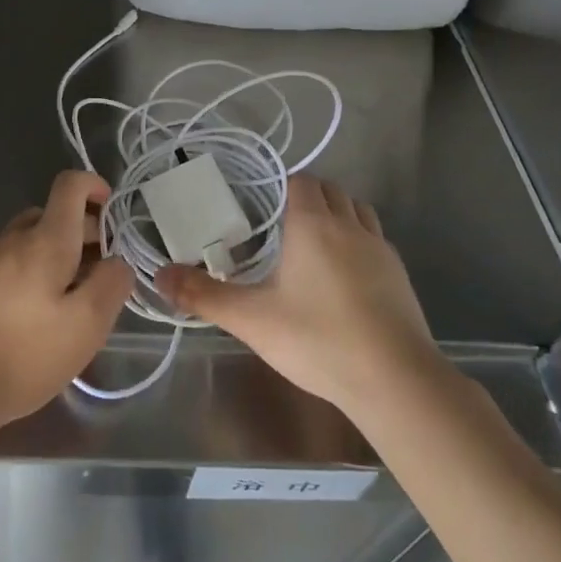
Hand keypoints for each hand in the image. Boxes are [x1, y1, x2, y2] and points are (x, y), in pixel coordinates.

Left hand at [0, 171, 133, 439]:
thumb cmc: (21, 353)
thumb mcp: (85, 325)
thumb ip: (111, 285)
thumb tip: (118, 261)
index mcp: (45, 238)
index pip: (69, 186)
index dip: (93, 186)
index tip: (111, 211)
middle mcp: (12, 237)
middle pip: (51, 216)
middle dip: (81, 234)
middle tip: (100, 275)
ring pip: (27, 241)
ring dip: (53, 257)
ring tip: (67, 302)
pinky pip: (6, 264)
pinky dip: (27, 275)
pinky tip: (29, 319)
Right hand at [157, 175, 439, 419]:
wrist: (394, 380)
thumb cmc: (317, 339)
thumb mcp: (251, 319)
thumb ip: (203, 295)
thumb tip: (159, 275)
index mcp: (313, 224)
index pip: (301, 181)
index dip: (282, 186)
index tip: (262, 207)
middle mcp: (349, 225)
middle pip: (331, 190)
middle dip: (308, 197)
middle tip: (281, 226)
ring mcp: (381, 249)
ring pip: (358, 211)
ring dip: (338, 215)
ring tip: (314, 245)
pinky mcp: (401, 276)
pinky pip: (376, 240)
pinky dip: (359, 243)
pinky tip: (345, 278)